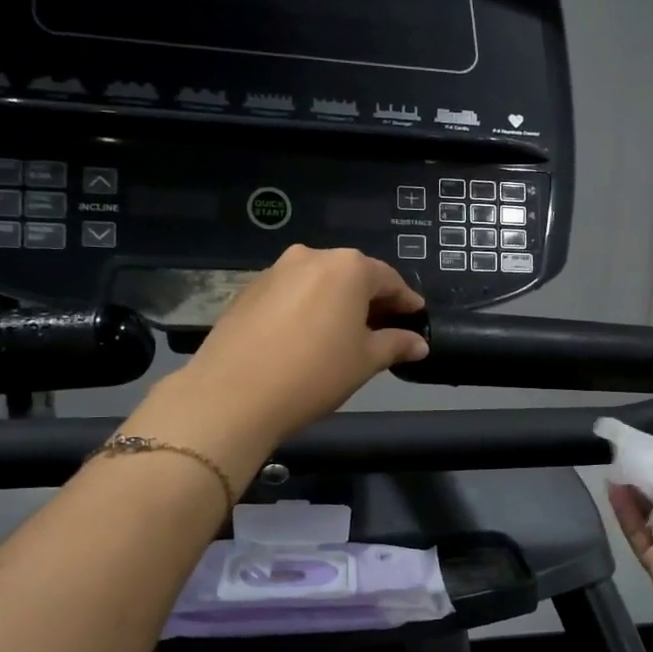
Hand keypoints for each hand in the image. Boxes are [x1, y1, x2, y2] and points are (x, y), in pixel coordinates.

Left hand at [174, 246, 427, 442]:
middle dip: (370, 299)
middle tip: (384, 326)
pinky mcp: (249, 290)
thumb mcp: (365, 361)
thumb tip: (419, 343)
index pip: (389, 279)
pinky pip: (292, 293)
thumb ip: (395, 344)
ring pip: (319, 282)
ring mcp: (276, 271)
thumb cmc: (315, 373)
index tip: (416, 316)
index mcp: (348, 267)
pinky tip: (308, 335)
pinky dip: (308, 307)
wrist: (233, 394)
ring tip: (345, 332)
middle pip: (352, 275)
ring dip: (337, 301)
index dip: (405, 300)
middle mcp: (312, 257)